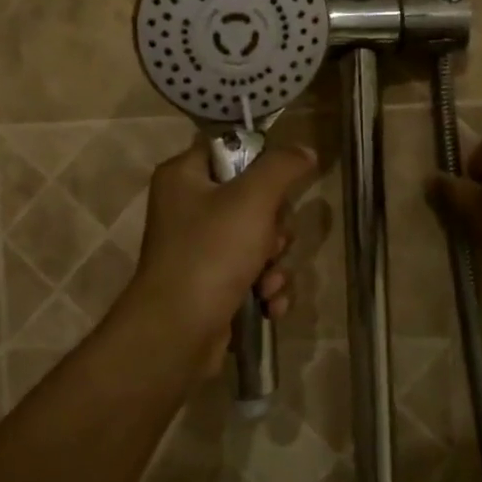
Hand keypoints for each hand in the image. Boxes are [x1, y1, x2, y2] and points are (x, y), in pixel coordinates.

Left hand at [121, 139, 318, 372]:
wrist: (177, 332)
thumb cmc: (211, 252)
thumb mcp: (253, 198)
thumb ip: (282, 167)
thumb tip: (305, 151)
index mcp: (184, 176)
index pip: (231, 149)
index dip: (262, 164)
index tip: (282, 184)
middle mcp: (188, 207)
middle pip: (253, 198)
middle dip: (275, 228)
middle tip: (270, 243)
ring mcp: (199, 248)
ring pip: (259, 239)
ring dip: (275, 263)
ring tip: (268, 283)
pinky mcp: (212, 283)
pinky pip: (252, 273)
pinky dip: (266, 287)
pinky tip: (268, 304)